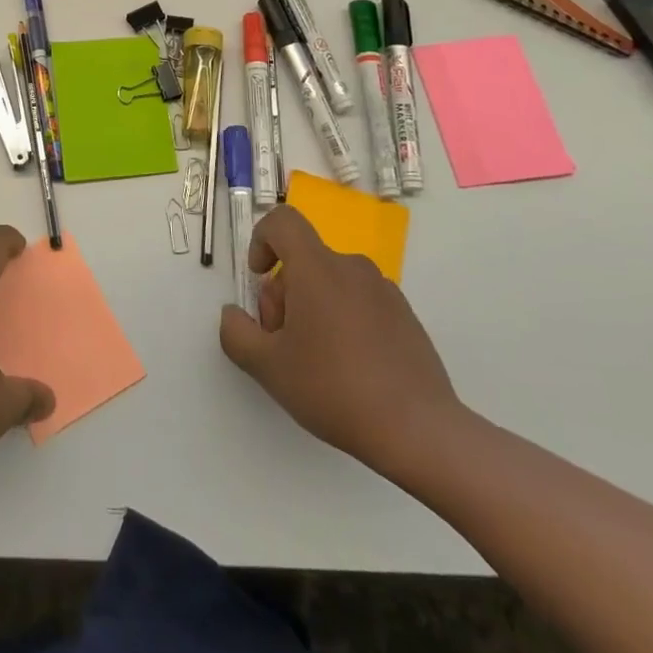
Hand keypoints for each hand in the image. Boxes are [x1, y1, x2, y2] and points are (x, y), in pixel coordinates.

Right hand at [219, 206, 463, 483]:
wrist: (419, 431)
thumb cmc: (334, 389)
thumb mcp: (267, 367)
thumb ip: (236, 333)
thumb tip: (233, 315)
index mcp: (317, 268)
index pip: (282, 222)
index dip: (261, 240)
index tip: (259, 278)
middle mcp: (351, 267)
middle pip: (303, 260)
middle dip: (283, 293)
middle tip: (283, 342)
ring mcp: (383, 290)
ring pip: (330, 282)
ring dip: (312, 308)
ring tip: (316, 361)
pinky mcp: (405, 316)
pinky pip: (359, 301)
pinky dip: (343, 320)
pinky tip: (349, 369)